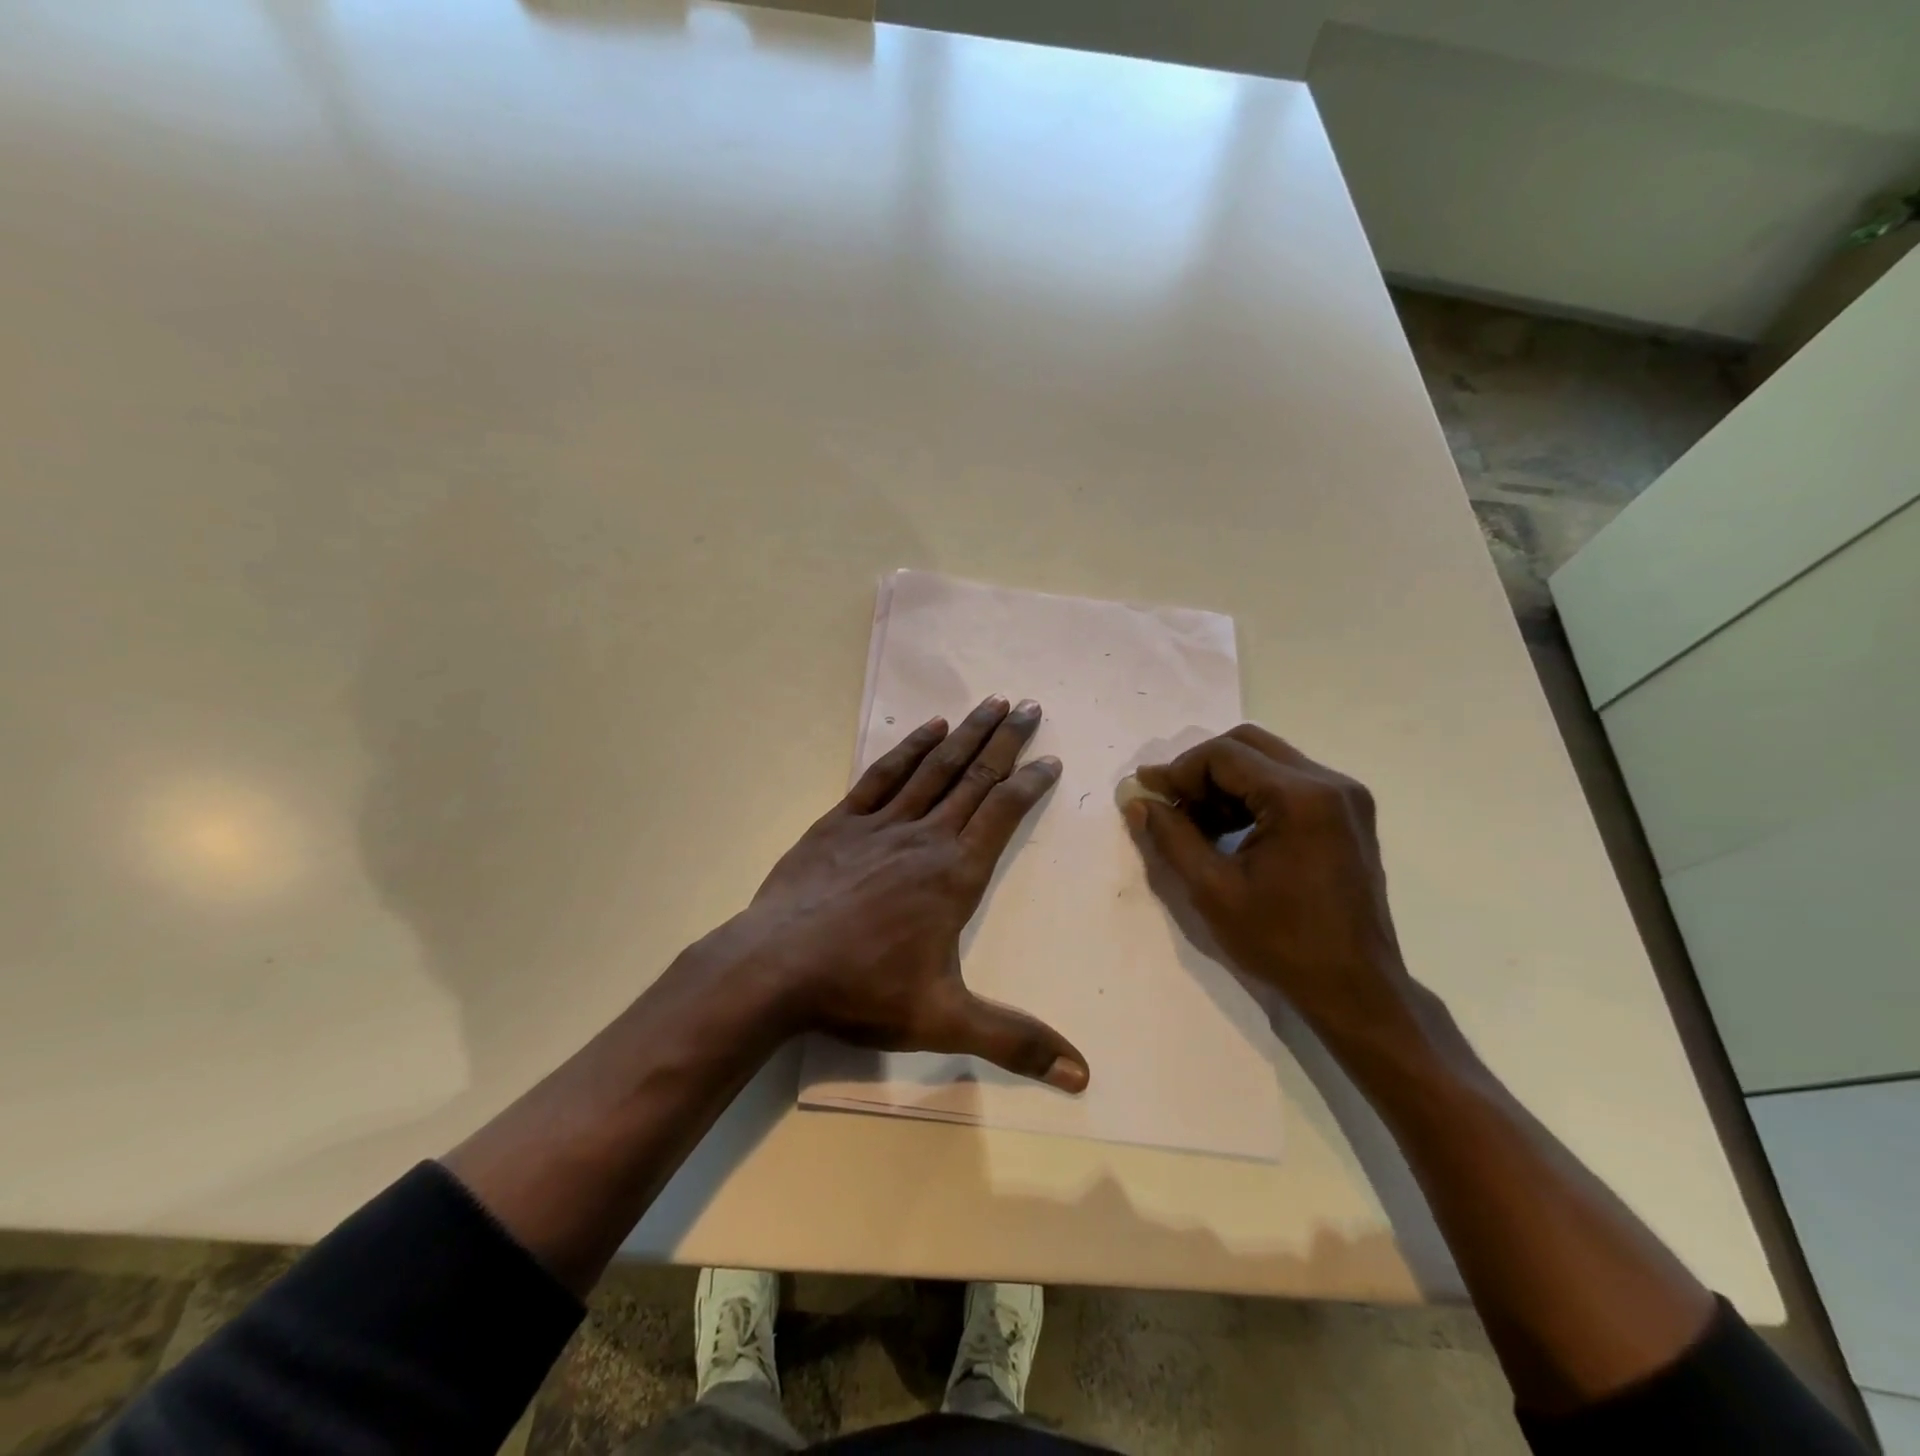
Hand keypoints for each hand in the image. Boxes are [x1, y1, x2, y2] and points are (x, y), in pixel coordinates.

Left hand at [716, 695, 1088, 1092]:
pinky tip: (926, 729)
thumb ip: (1014, 1041)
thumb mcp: (944, 1021)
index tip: (1051, 758)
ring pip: (933, 768)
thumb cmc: (862, 989)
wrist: (776, 968)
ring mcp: (880, 824)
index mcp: (954, 874)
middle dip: (1005, 741)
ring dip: (964, 734)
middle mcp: (924, 837)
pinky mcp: (841, 822)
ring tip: (990, 703)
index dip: (1030, 783)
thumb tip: (1082, 1076)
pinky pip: (882, 775)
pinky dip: (908, 749)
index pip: (1002, 813)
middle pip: (973, 777)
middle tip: (1029, 706)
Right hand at [1123, 725, 1418, 1048]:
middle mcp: (1330, 783)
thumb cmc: (1282, 942)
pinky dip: (1252, 795)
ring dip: (1225, 783)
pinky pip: (1288, 782)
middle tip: (1171, 803)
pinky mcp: (1347, 814)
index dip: (1178, 770)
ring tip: (1196, 822)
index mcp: (1301, 798)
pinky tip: (1229, 830)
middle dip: (1201, 770)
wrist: (1355, 988)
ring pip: (1268, 760)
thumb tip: (1138, 801)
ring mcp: (1345, 797)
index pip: (1224, 755)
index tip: (1148, 794)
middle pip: (1248, 746)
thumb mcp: (1212, 890)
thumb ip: (1171, 837)